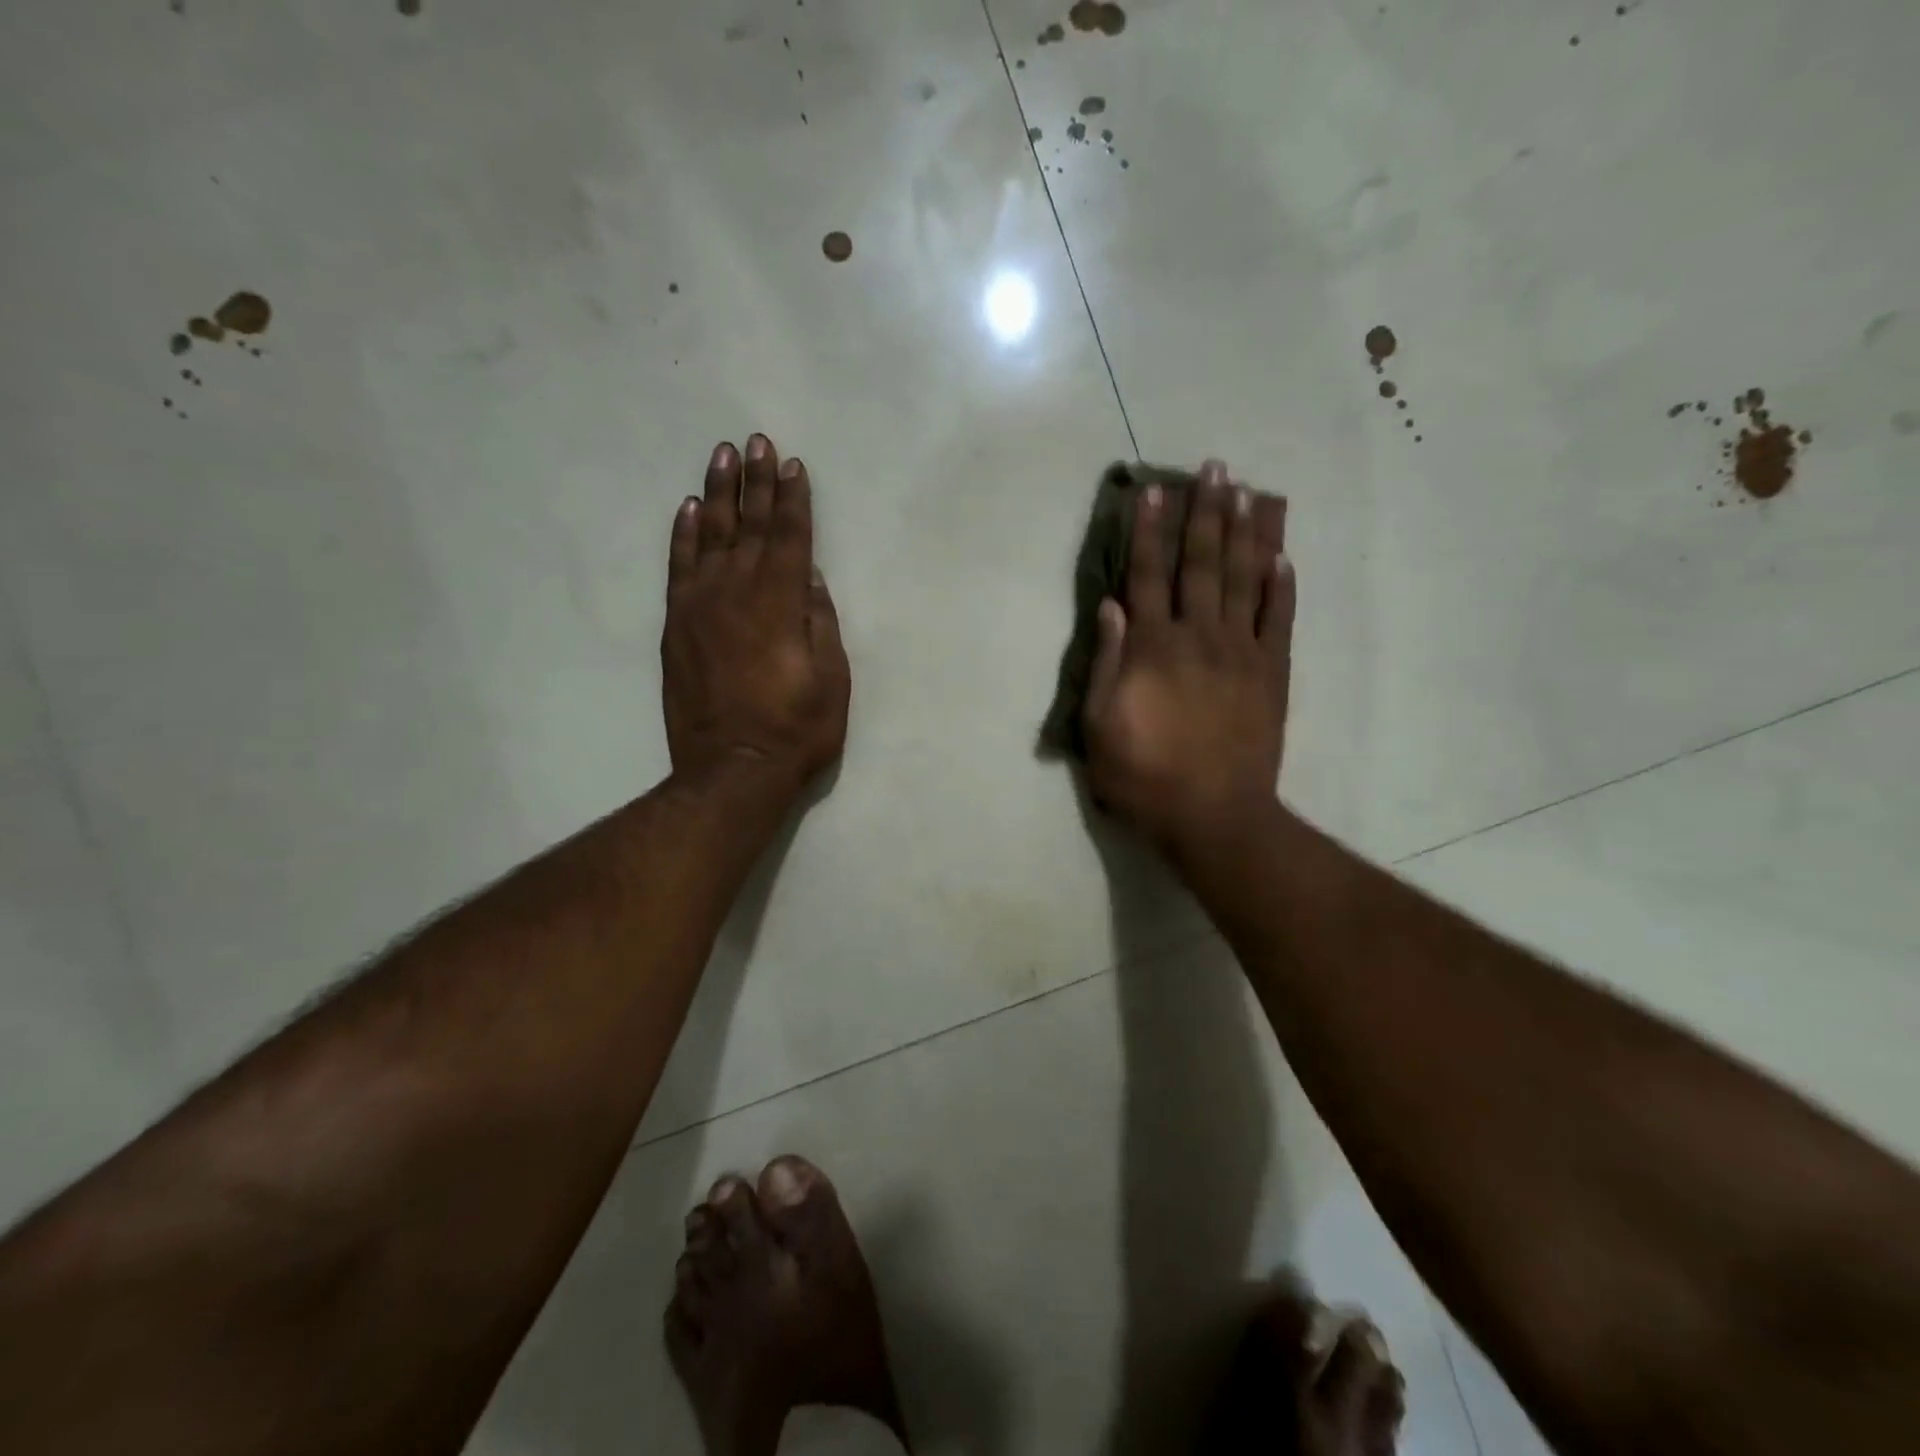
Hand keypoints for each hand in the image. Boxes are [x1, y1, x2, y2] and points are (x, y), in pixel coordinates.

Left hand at [662, 435, 850, 798]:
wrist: (732, 769)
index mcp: (781, 603)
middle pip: (750, 525)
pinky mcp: (677, 626)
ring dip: (719, 493)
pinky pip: (679, 567)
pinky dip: (684, 534)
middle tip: (757, 441)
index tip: (793, 464)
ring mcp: (701, 606)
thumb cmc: (796, 728)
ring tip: (723, 455)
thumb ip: (819, 620)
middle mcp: (738, 592)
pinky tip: (690, 508)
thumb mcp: (831, 678)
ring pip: (711, 536)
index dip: (793, 499)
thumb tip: (809, 577)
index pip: (790, 537)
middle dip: (757, 482)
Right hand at [1083, 459, 1293, 857]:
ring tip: (1247, 492)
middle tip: (1214, 468)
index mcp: (1152, 648)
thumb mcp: (1100, 727)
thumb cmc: (1144, 776)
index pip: (1146, 576)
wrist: (1214, 815)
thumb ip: (1107, 663)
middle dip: (1204, 513)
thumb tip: (1112, 606)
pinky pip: (1278, 619)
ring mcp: (1241, 652)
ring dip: (1244, 533)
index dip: (1146, 531)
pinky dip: (1280, 586)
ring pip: (1244, 579)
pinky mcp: (1271, 673)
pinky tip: (1282, 556)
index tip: (1151, 491)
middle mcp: (1198, 636)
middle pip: (1201, 563)